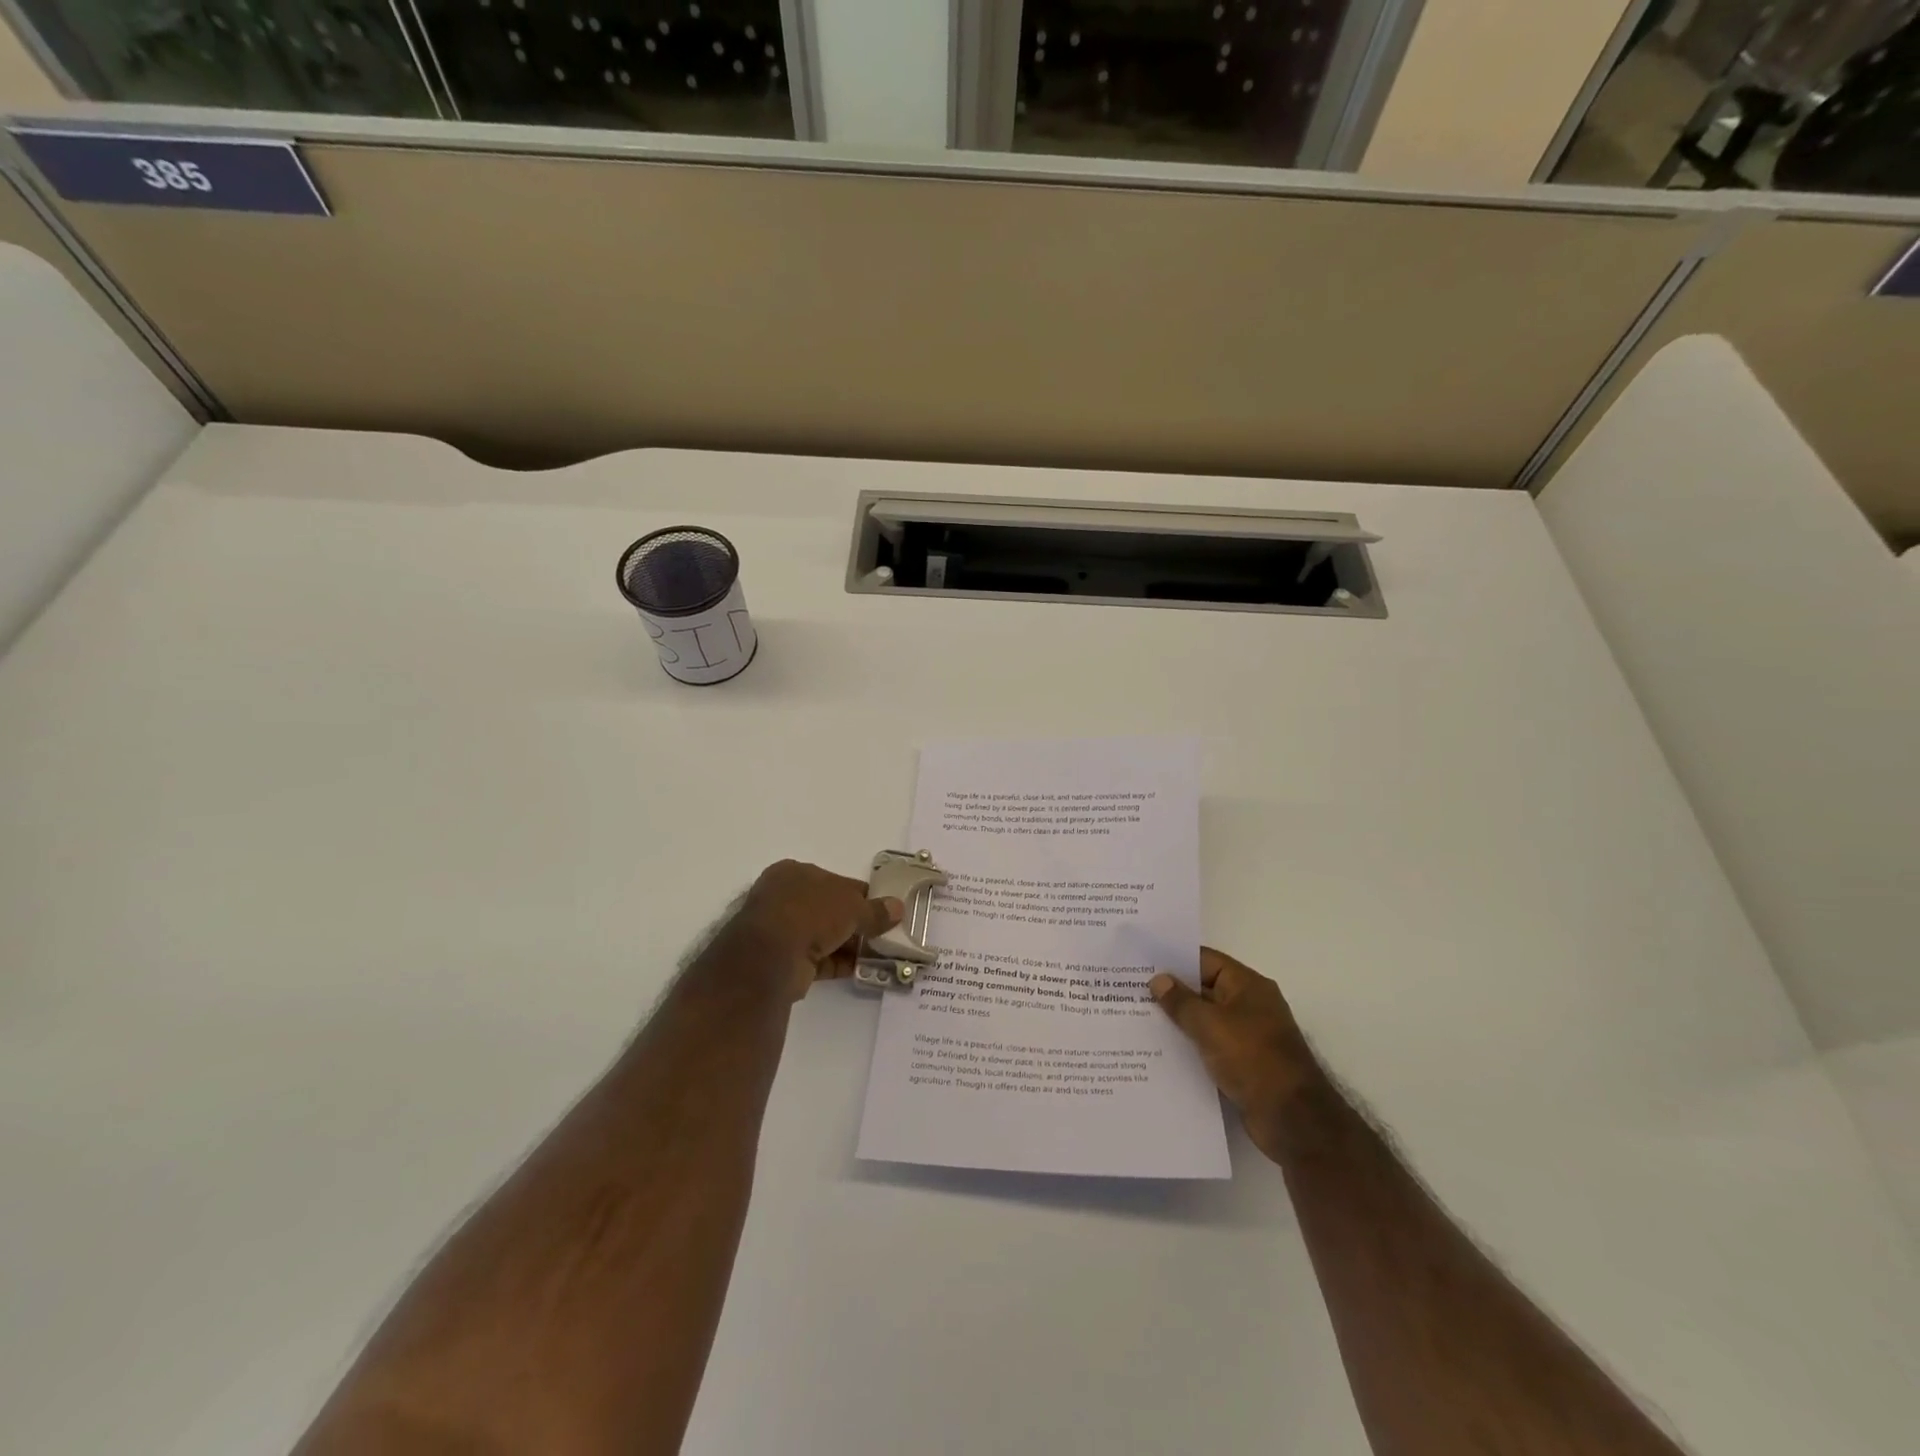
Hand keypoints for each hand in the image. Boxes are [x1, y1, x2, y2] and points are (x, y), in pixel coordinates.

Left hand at [734, 860, 903, 1002]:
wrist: (770, 957)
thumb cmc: (811, 913)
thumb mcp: (852, 906)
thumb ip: (875, 910)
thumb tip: (898, 908)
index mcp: (795, 873)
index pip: (836, 880)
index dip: (861, 894)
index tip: (883, 908)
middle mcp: (785, 898)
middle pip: (830, 909)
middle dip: (856, 923)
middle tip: (884, 934)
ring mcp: (782, 930)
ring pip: (824, 935)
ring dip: (850, 945)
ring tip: (880, 955)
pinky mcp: (784, 960)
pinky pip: (819, 959)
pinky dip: (840, 963)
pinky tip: (864, 969)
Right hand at [1151, 947, 1319, 1161]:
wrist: (1292, 1120)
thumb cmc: (1253, 1059)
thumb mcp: (1210, 1025)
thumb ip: (1181, 1002)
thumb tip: (1158, 980)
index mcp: (1247, 985)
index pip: (1205, 960)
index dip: (1173, 960)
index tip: (1140, 962)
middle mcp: (1249, 1005)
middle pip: (1203, 989)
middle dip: (1171, 991)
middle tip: (1131, 991)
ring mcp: (1247, 1036)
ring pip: (1204, 1020)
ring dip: (1178, 1021)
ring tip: (1137, 1019)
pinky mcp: (1243, 1063)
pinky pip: (1209, 1045)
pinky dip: (1189, 1046)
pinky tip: (1159, 1051)